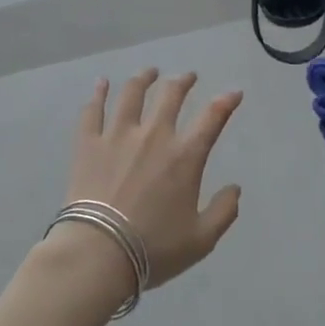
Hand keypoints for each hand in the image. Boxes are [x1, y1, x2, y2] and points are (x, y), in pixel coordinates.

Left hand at [60, 69, 243, 292]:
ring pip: (132, 93)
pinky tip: (101, 83)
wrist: (98, 253)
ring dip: (144, 78)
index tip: (233, 93)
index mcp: (185, 156)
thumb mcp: (201, 240)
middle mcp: (154, 135)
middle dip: (183, 81)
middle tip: (188, 77)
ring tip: (149, 72)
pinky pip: (93, 110)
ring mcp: (118, 135)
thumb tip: (235, 189)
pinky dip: (98, 93)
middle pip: (171, 95)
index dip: (226, 102)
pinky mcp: (88, 143)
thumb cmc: (153, 249)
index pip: (212, 118)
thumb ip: (224, 212)